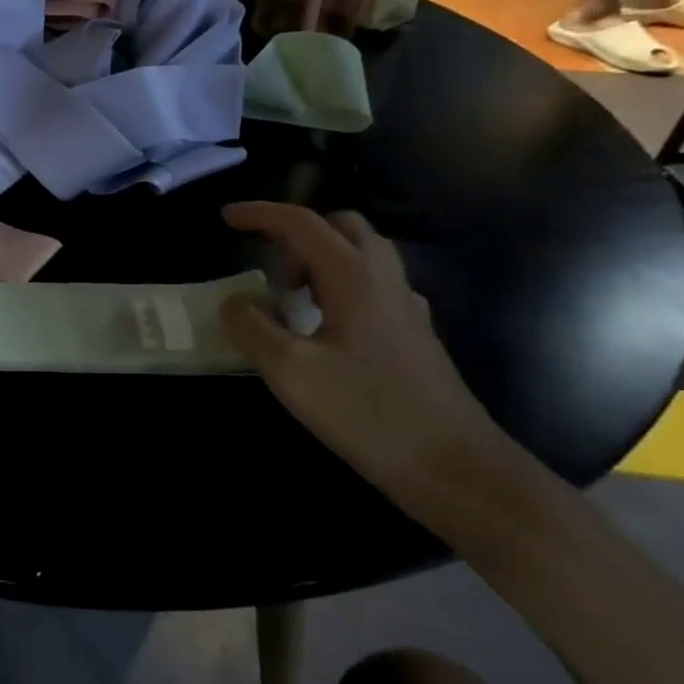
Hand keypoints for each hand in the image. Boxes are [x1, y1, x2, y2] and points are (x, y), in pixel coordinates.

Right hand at [218, 201, 512, 507]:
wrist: (458, 470)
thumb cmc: (369, 414)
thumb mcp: (290, 372)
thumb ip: (251, 328)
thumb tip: (234, 302)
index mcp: (352, 278)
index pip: (301, 223)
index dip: (260, 214)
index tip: (226, 218)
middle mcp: (384, 281)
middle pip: (341, 227)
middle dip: (297, 234)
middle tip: (268, 268)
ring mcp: (406, 309)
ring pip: (362, 256)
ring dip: (321, 259)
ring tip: (291, 298)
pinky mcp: (415, 337)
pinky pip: (374, 288)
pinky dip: (342, 287)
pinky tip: (328, 326)